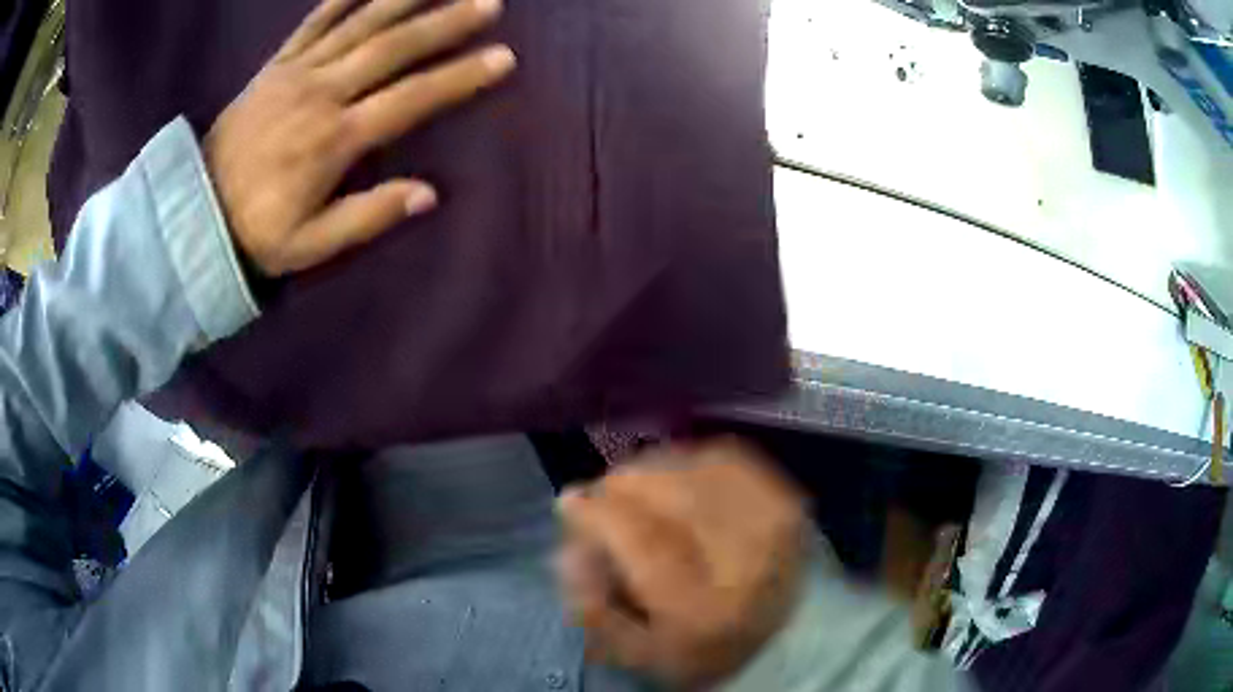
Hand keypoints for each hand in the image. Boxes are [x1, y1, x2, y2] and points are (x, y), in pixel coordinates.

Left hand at [204, 0, 514, 276]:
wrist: (193, 213)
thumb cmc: (255, 233)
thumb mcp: (310, 246)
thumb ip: (367, 217)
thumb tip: (429, 194)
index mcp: (334, 140)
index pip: (410, 99)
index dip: (460, 77)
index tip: (503, 58)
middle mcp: (321, 94)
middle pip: (393, 48)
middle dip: (446, 22)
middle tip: (490, 3)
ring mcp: (296, 73)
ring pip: (359, 24)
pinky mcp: (275, 66)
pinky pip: (313, 22)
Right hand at [556, 439, 809, 688]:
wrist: (788, 639)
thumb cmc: (705, 651)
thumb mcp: (637, 652)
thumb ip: (591, 606)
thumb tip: (567, 548)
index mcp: (703, 606)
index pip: (639, 539)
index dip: (596, 513)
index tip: (570, 503)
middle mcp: (743, 557)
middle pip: (667, 491)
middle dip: (622, 486)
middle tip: (604, 498)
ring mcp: (772, 520)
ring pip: (694, 466)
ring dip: (655, 471)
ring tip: (638, 488)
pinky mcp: (786, 497)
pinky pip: (726, 458)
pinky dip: (692, 461)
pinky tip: (678, 478)